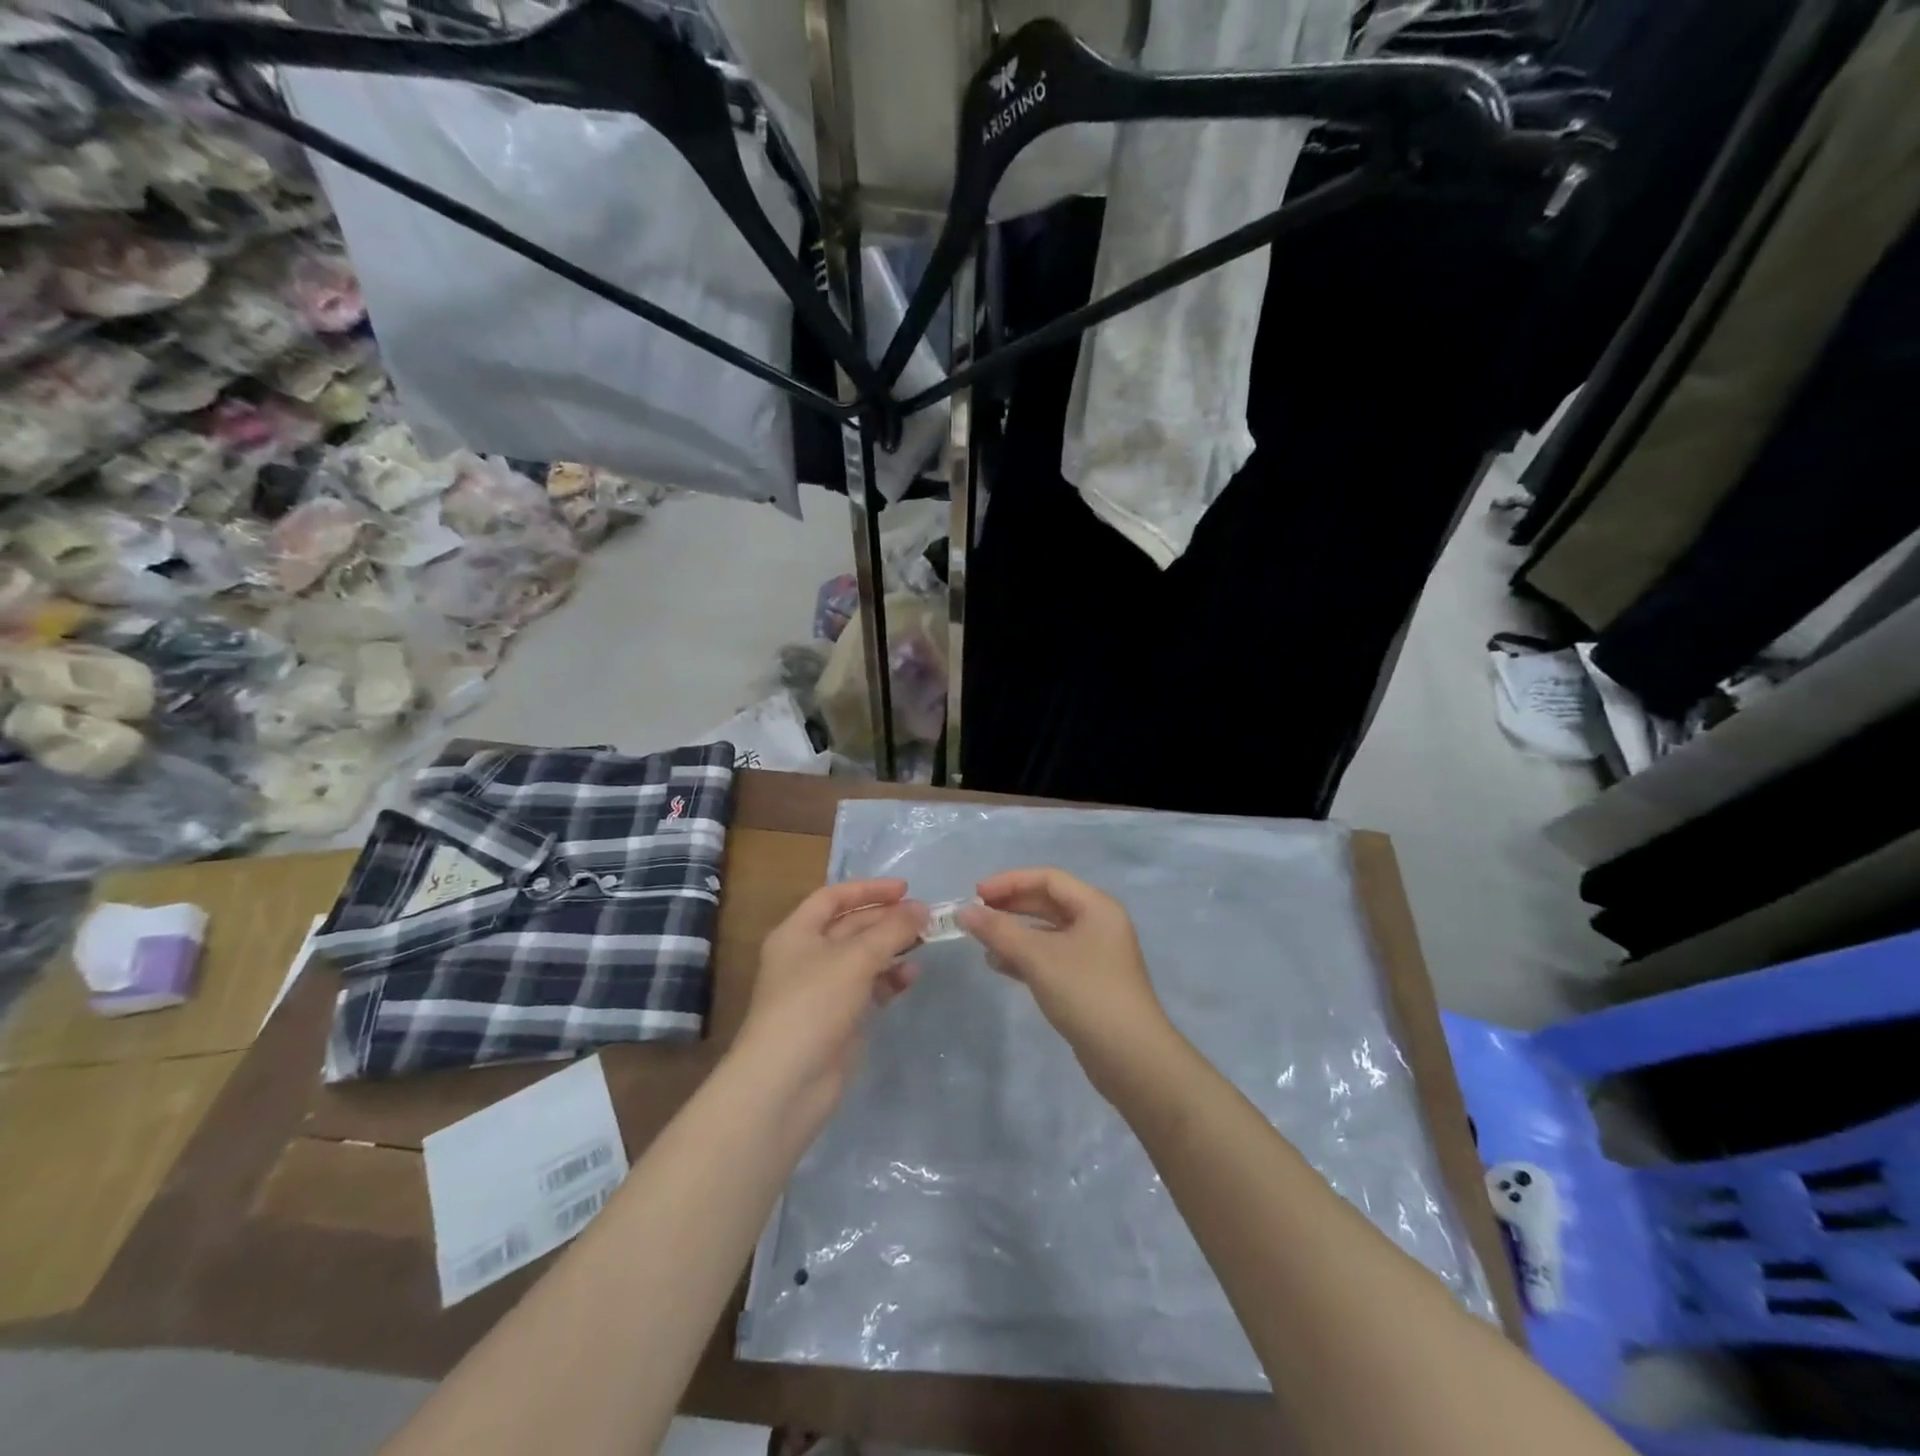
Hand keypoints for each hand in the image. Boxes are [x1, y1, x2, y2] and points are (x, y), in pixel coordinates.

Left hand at [731, 878, 926, 1132]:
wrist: (786, 1082)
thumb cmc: (813, 1004)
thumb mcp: (855, 958)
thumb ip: (892, 930)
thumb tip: (922, 909)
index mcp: (797, 933)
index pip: (833, 897)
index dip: (868, 889)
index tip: (905, 889)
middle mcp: (807, 956)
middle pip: (850, 927)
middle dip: (886, 920)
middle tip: (925, 917)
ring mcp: (822, 990)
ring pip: (862, 958)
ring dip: (892, 949)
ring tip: (924, 944)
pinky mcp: (838, 1019)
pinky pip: (867, 988)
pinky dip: (888, 979)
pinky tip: (910, 977)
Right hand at [956, 868, 1173, 1080]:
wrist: (1131, 1057)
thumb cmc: (1086, 994)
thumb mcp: (1038, 958)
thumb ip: (999, 931)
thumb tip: (964, 911)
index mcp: (1096, 906)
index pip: (1048, 878)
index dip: (1010, 881)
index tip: (976, 894)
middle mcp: (1098, 923)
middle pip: (1048, 902)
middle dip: (1011, 907)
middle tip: (976, 916)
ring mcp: (1095, 954)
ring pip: (1048, 932)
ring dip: (1015, 934)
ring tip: (983, 945)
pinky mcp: (1088, 981)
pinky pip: (1052, 956)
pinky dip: (1026, 957)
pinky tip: (1001, 967)